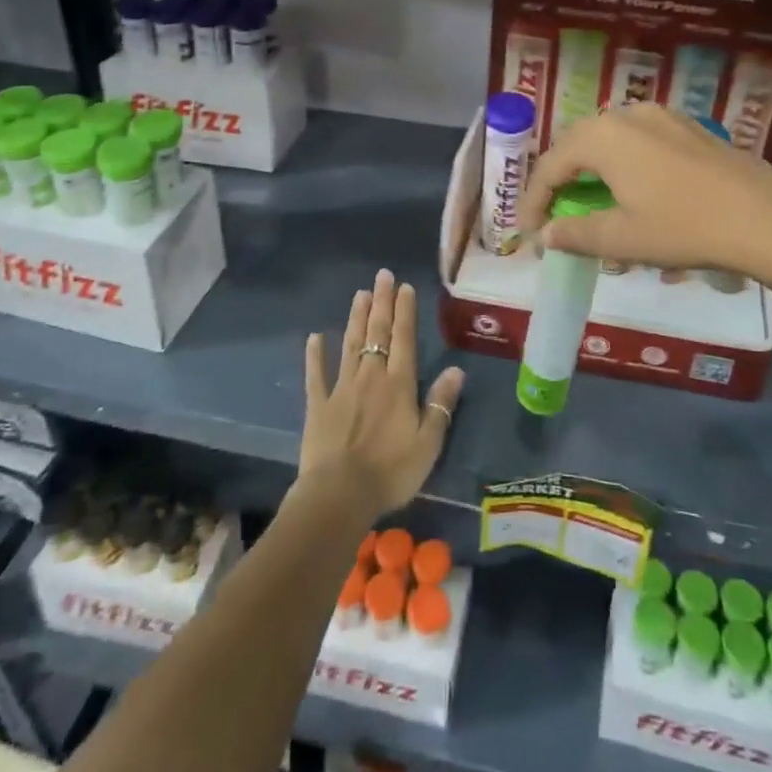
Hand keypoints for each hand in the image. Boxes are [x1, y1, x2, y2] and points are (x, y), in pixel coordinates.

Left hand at [299, 269, 465, 521]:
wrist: (339, 495)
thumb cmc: (390, 472)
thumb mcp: (428, 443)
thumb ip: (441, 404)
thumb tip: (456, 369)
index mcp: (399, 384)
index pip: (404, 339)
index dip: (405, 311)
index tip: (404, 287)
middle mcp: (371, 376)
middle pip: (377, 333)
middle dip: (381, 303)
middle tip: (382, 276)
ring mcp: (341, 388)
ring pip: (350, 344)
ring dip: (356, 318)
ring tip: (359, 293)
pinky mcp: (318, 405)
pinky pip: (316, 374)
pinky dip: (315, 355)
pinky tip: (314, 337)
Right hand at [517, 104, 771, 274]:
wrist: (765, 218)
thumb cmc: (684, 227)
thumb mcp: (622, 238)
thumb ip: (575, 234)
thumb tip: (546, 235)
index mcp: (603, 136)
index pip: (551, 165)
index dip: (534, 199)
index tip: (529, 231)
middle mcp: (627, 114)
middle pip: (577, 144)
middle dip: (560, 178)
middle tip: (555, 213)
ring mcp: (662, 116)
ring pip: (610, 139)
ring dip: (592, 168)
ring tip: (591, 200)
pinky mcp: (688, 127)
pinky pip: (639, 140)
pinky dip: (623, 163)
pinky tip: (634, 188)